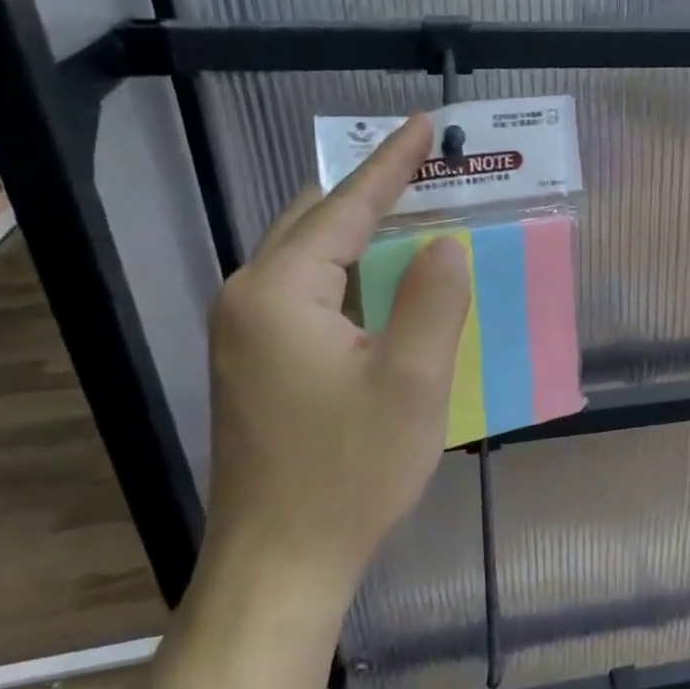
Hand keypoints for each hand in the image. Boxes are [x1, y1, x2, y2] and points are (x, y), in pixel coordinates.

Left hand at [204, 114, 470, 598]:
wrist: (280, 563)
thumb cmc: (349, 472)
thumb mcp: (411, 382)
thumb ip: (432, 299)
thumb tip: (444, 243)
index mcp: (279, 292)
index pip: (344, 208)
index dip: (391, 164)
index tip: (423, 125)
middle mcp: (249, 299)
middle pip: (315, 221)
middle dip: (371, 190)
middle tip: (426, 168)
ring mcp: (244, 333)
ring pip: (309, 258)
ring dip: (360, 233)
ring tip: (414, 213)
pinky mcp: (254, 362)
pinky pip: (307, 294)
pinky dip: (349, 274)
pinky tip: (383, 282)